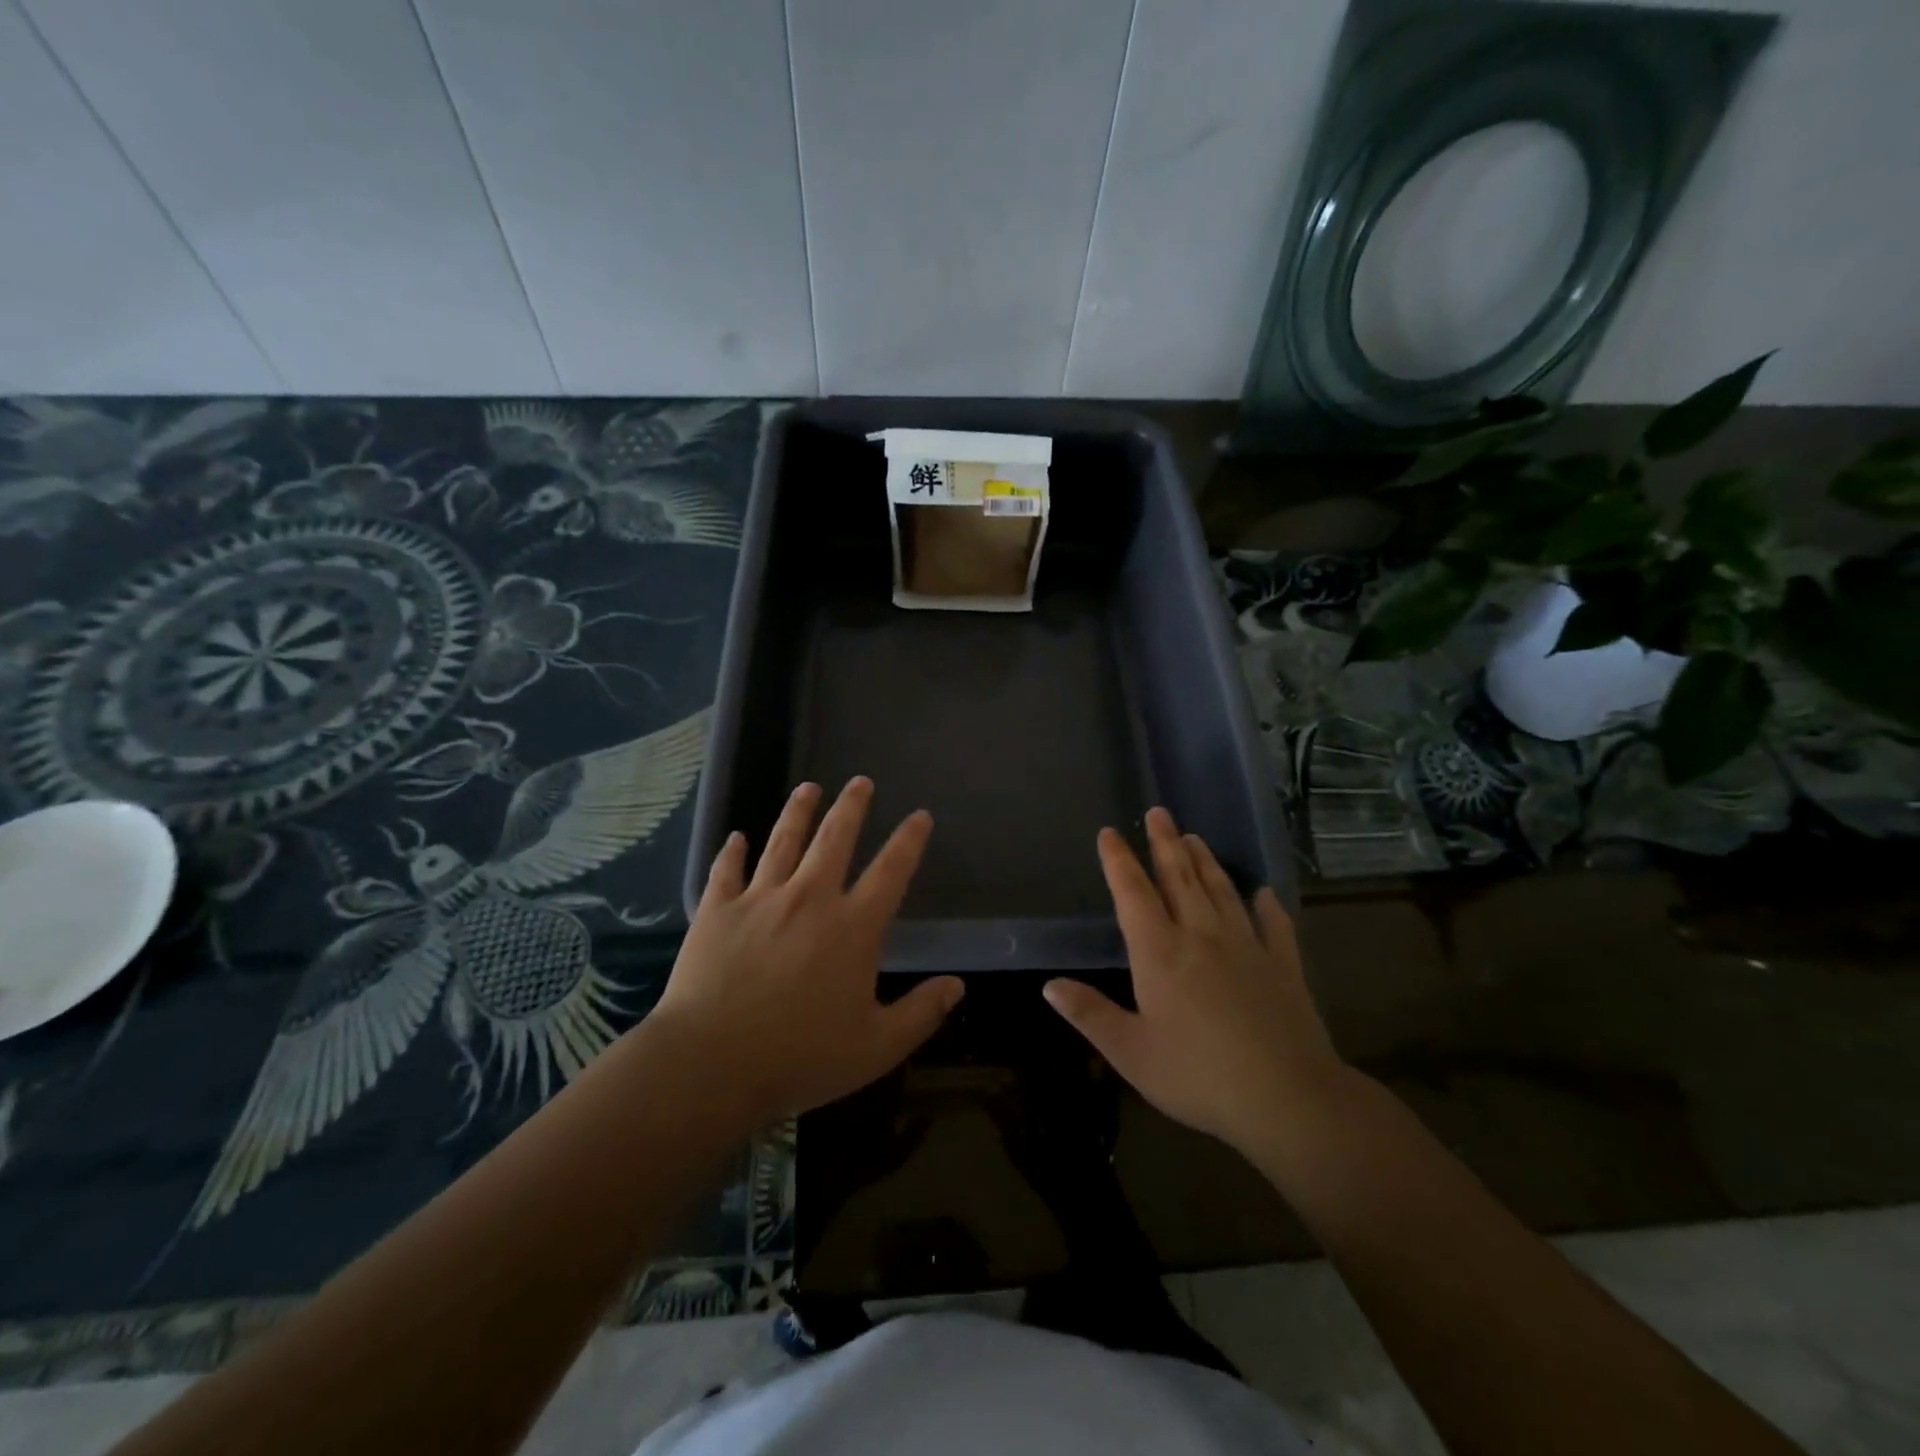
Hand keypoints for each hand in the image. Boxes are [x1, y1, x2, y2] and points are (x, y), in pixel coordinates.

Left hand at [652, 777, 963, 1127]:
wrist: (710, 1064)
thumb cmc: (800, 1057)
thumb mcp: (876, 1047)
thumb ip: (921, 1013)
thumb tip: (958, 985)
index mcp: (852, 927)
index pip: (891, 871)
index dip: (909, 840)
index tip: (920, 815)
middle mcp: (810, 898)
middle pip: (835, 838)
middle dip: (852, 806)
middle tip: (860, 781)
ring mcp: (760, 899)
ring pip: (783, 840)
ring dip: (798, 811)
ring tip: (808, 787)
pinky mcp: (718, 910)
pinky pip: (727, 870)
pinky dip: (733, 851)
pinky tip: (736, 836)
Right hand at [1043, 808, 1353, 1163]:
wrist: (1288, 1098)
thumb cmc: (1198, 1076)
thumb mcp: (1131, 1052)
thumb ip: (1090, 1014)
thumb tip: (1049, 985)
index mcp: (1160, 952)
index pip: (1133, 893)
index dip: (1118, 860)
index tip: (1109, 833)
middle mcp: (1201, 936)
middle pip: (1179, 878)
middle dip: (1165, 843)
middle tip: (1159, 812)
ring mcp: (1247, 947)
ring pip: (1222, 891)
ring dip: (1206, 862)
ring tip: (1195, 837)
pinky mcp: (1283, 966)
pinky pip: (1274, 926)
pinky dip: (1267, 906)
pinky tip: (1264, 894)